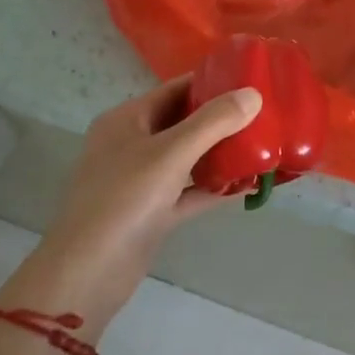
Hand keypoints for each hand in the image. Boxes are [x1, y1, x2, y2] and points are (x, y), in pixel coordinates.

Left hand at [0, 77, 261, 326]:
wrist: (88, 274)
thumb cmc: (125, 200)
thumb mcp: (171, 153)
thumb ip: (214, 122)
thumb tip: (254, 94)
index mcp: (127, 120)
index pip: (175, 89)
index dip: (212, 82)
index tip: (252, 80)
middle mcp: (132, 144)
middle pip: (184, 122)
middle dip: (222, 120)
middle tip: (265, 114)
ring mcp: (141, 181)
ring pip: (188, 158)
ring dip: (222, 154)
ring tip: (263, 146)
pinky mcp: (152, 213)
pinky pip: (189, 191)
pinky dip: (214, 187)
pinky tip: (248, 186)